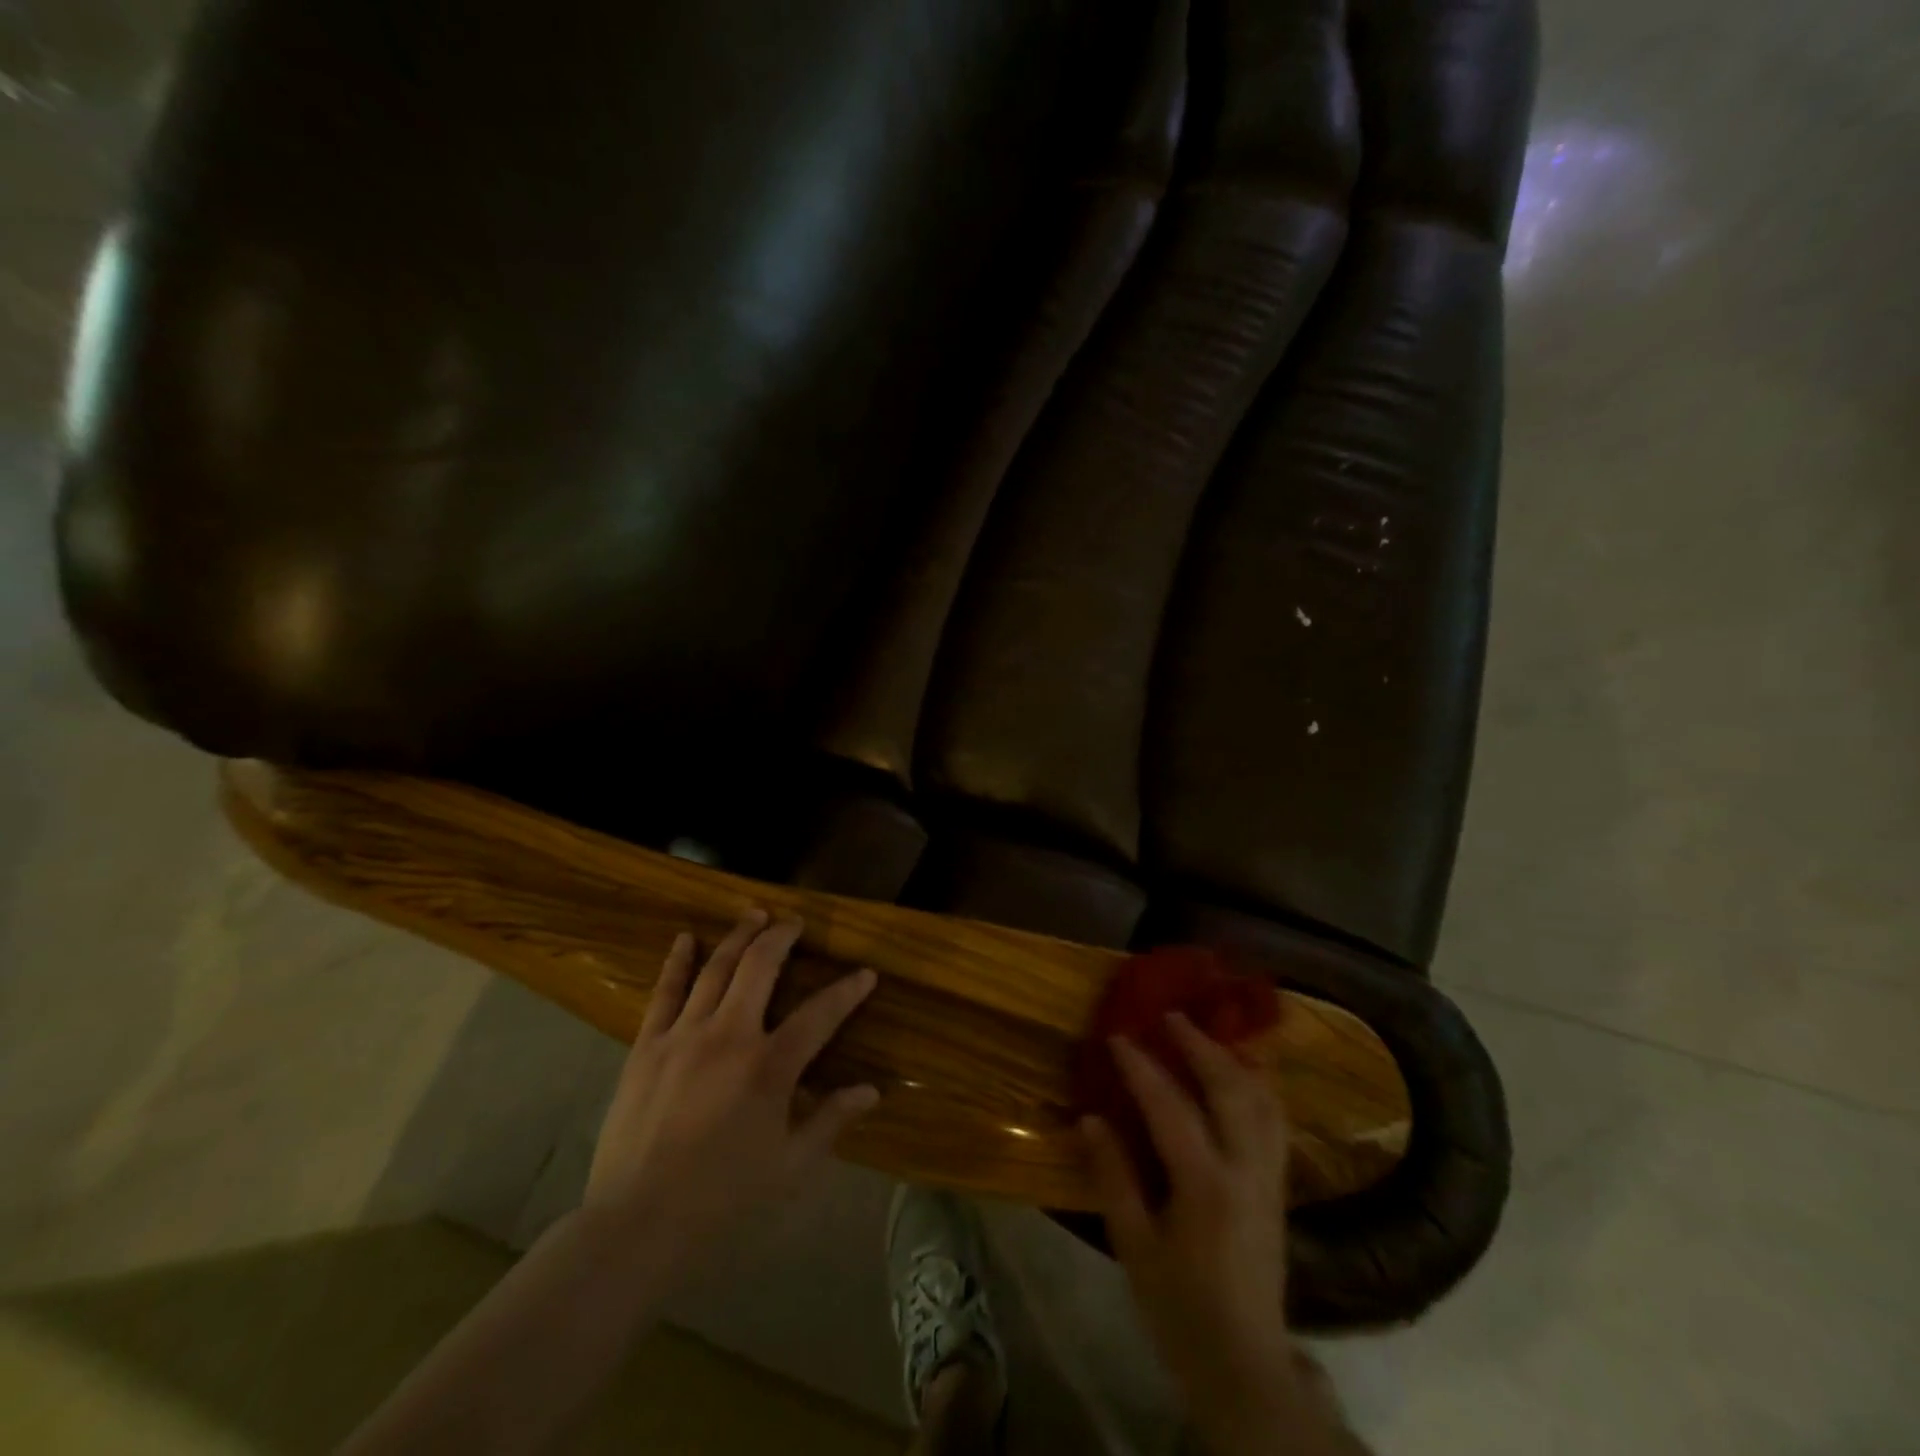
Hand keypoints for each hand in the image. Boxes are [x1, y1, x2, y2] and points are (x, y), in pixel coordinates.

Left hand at [584, 910, 878, 1273]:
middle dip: (782, 936)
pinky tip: (686, 939)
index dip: (847, 991)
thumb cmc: (723, 1198)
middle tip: (795, 921)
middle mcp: (730, 1035)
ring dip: (738, 936)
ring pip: (716, 969)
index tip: (865, 973)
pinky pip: (664, 993)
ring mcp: (684, 1036)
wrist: (637, 1223)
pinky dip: (677, 962)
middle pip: (760, 967)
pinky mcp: (647, 1047)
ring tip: (754, 914)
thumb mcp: (790, 1166)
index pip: (820, 1014)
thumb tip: (871, 1091)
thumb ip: (831, 1120)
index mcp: (770, 1066)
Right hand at [1083, 1014, 1338, 1452]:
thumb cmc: (1179, 1308)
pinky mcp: (1279, 1187)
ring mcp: (1269, 1178)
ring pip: (1262, 1100)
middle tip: (1170, 1015)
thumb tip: (1089, 1118)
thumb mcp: (1134, 1247)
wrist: (1244, 1364)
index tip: (1117, 1034)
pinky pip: (1275, 1121)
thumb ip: (1113, 1178)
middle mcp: (1245, 1170)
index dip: (1141, 1066)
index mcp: (1205, 1186)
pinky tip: (1242, 1074)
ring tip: (1208, 1033)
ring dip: (1234, 1059)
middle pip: (1229, 1089)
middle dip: (1199, 1045)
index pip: (1170, 1106)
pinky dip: (1259, 1086)